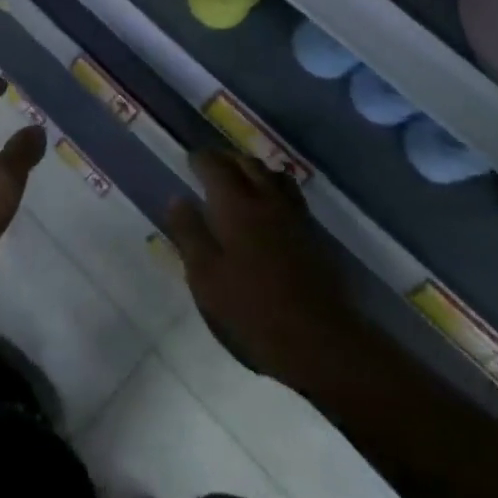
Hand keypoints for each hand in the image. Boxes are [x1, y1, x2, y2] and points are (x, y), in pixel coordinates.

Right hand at [165, 148, 358, 386]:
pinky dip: (273, 186)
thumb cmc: (253, 309)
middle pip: (246, 163)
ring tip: (239, 179)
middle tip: (210, 166)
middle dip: (226, 159)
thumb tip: (177, 199)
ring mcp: (293, 214)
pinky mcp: (312, 232)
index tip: (189, 161)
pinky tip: (268, 205)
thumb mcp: (206, 276)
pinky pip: (289, 193)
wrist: (320, 338)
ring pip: (272, 174)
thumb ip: (190, 233)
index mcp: (235, 205)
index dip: (200, 160)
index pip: (214, 166)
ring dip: (252, 169)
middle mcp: (266, 198)